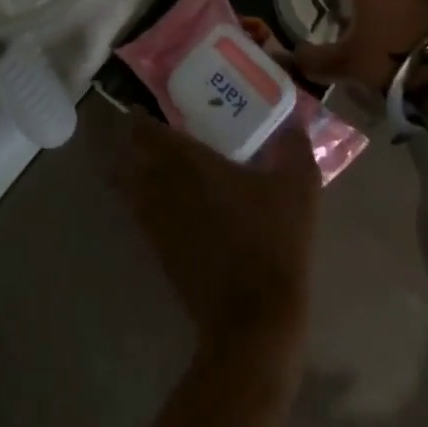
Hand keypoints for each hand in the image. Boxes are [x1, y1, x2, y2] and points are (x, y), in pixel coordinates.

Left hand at [114, 112, 319, 352]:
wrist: (254, 320)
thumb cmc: (272, 241)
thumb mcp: (298, 188)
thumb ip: (295, 148)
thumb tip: (294, 122)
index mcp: (188, 163)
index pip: (145, 131)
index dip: (139, 117)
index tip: (146, 106)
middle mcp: (163, 187)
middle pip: (129, 158)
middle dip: (132, 143)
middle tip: (152, 131)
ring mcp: (157, 224)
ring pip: (130, 189)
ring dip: (133, 173)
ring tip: (154, 162)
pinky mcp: (160, 255)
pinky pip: (141, 217)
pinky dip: (145, 203)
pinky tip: (169, 203)